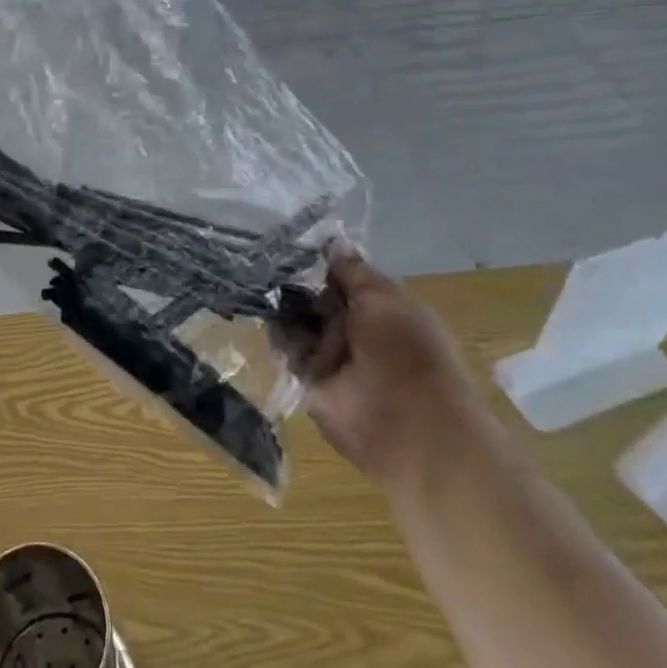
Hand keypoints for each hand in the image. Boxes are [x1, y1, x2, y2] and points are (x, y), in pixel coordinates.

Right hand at [281, 241, 478, 479]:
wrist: (410, 427)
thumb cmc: (407, 351)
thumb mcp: (384, 297)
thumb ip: (352, 270)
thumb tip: (333, 240)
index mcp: (381, 309)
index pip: (342, 278)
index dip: (319, 261)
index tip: (289, 240)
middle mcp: (355, 331)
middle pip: (317, 299)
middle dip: (294, 281)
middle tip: (263, 256)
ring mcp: (333, 357)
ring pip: (300, 323)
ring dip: (282, 305)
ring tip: (255, 279)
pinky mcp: (312, 382)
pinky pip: (289, 351)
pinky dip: (276, 334)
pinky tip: (261, 310)